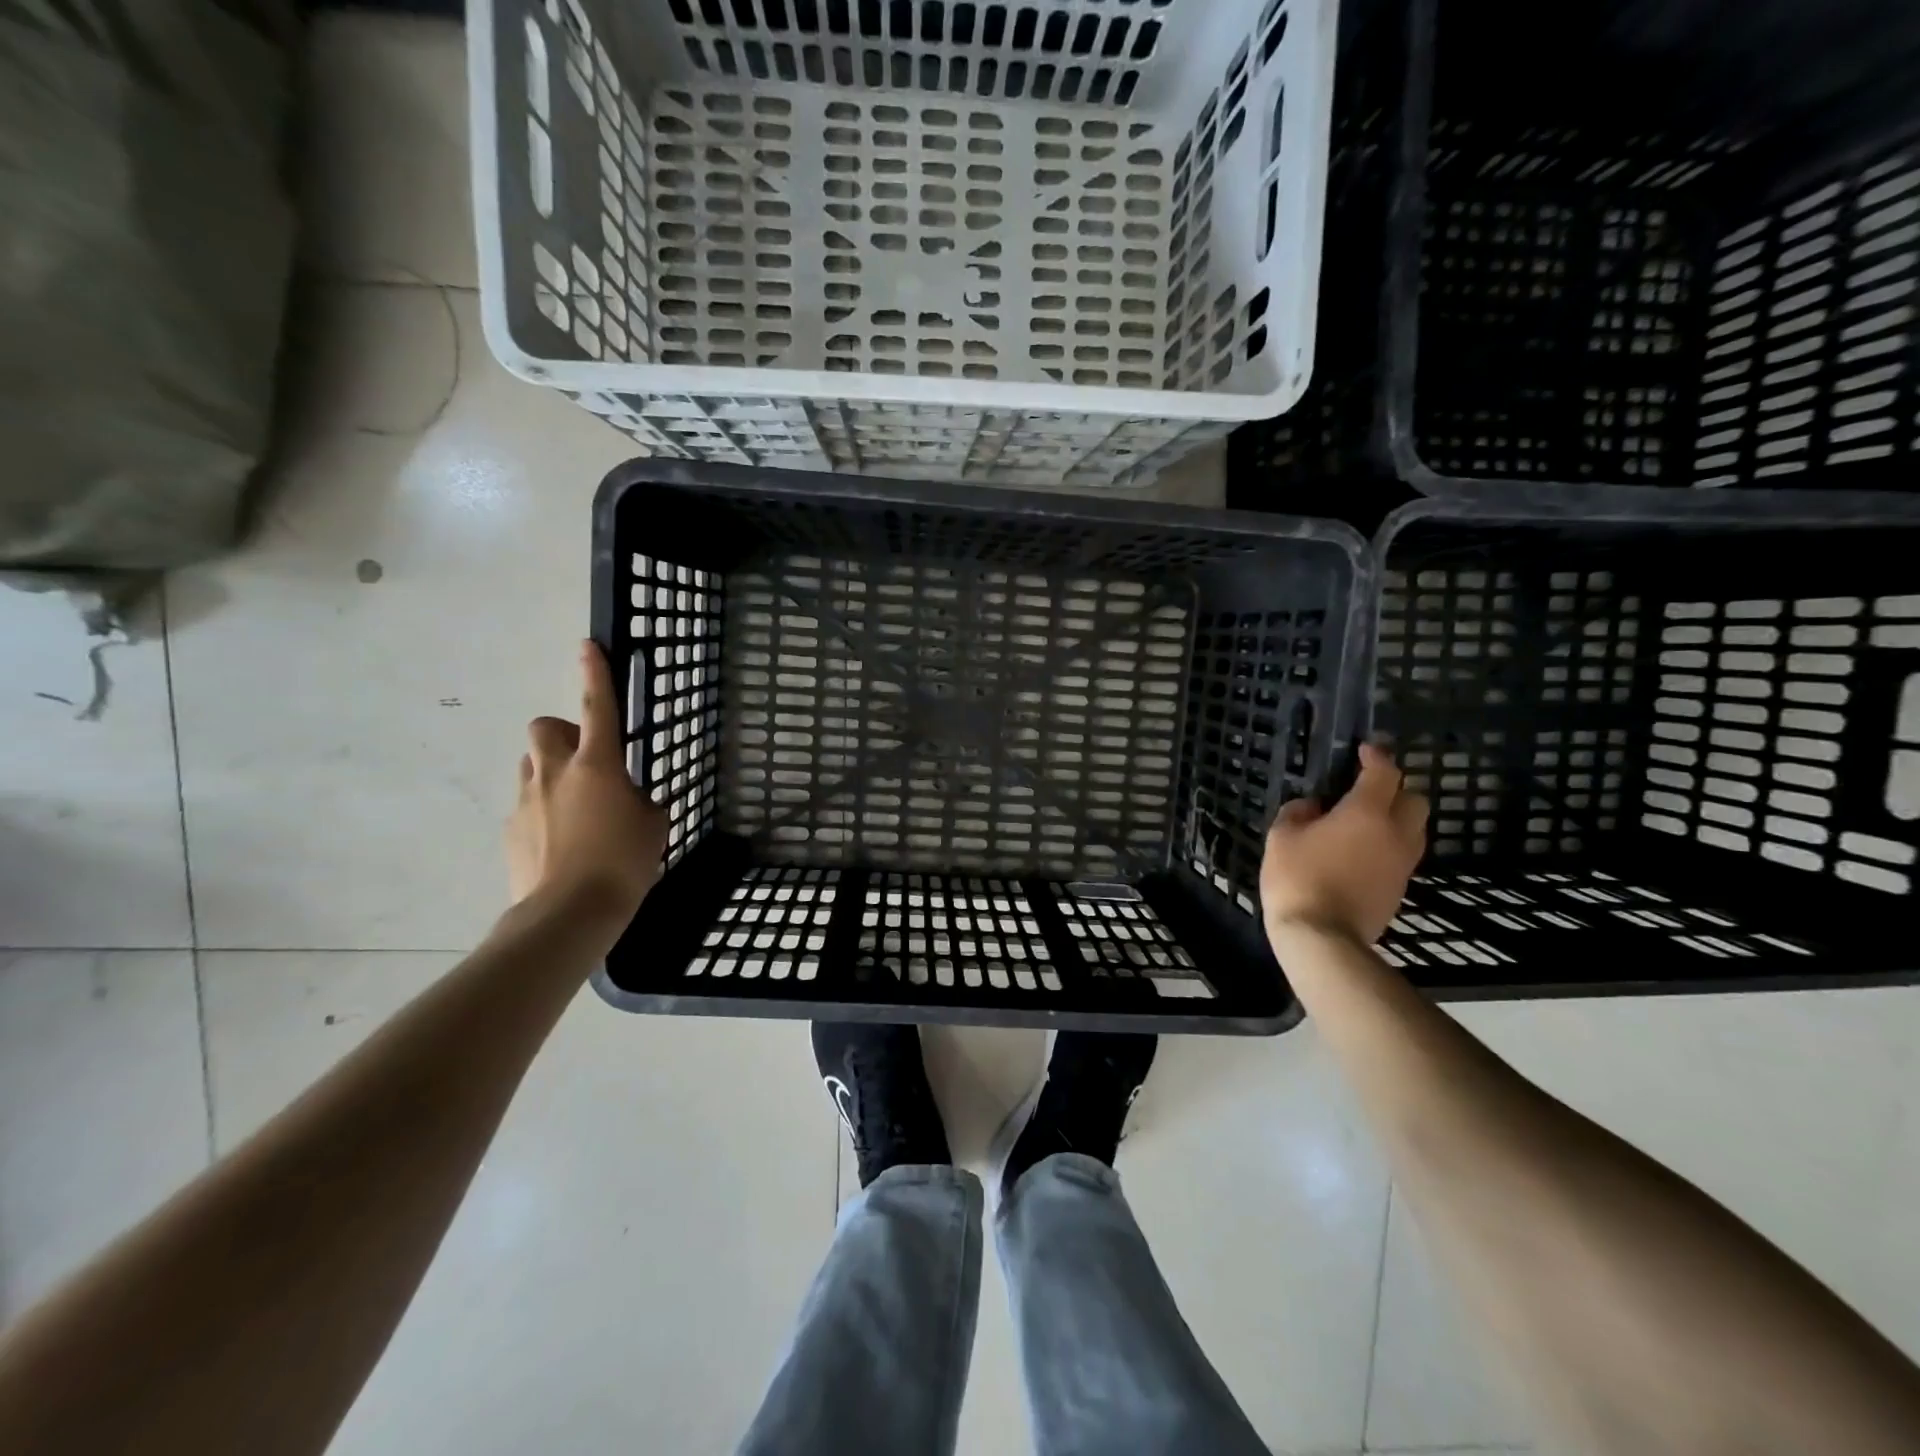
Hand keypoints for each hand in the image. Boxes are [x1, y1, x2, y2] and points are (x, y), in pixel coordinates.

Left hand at [506, 641, 667, 921]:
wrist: (569, 913)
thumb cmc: (623, 863)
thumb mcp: (653, 826)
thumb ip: (641, 802)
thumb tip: (630, 800)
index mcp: (598, 765)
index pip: (598, 706)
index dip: (594, 672)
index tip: (587, 646)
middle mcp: (556, 772)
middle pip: (546, 727)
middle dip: (564, 733)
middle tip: (588, 761)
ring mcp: (527, 800)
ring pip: (532, 764)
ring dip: (551, 771)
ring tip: (574, 804)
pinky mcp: (511, 829)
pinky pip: (527, 803)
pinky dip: (542, 810)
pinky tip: (561, 840)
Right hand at [1261, 741, 1428, 944]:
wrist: (1323, 937)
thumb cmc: (1298, 878)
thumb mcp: (1282, 837)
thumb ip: (1298, 813)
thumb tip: (1313, 807)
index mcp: (1366, 812)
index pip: (1384, 773)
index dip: (1376, 756)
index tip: (1364, 750)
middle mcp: (1395, 832)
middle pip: (1414, 798)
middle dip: (1395, 789)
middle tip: (1366, 790)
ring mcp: (1402, 862)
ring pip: (1414, 828)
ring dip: (1395, 818)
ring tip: (1364, 822)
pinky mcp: (1400, 887)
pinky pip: (1402, 853)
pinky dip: (1388, 844)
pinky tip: (1361, 851)